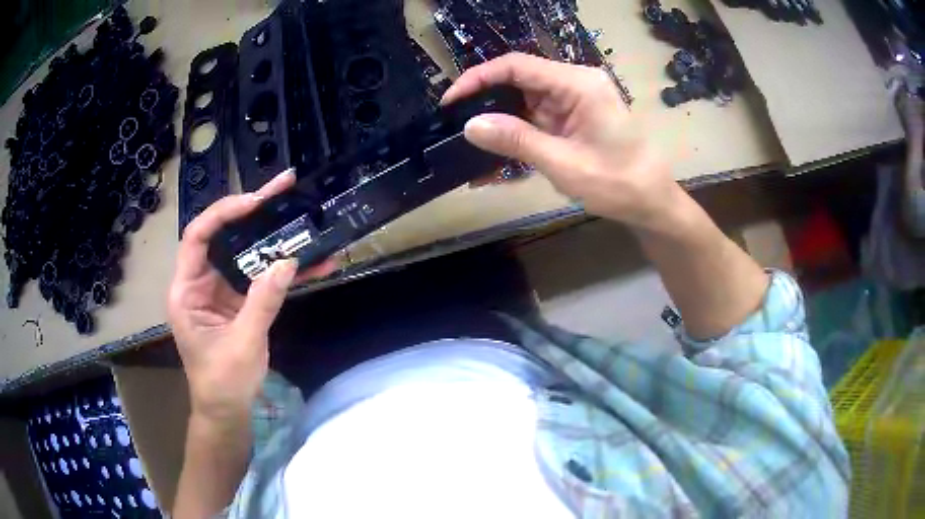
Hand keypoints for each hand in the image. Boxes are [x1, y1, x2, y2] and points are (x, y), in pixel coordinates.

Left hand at [167, 170, 335, 425]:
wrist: (227, 411)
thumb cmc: (222, 383)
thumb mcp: (242, 344)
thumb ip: (262, 303)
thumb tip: (287, 262)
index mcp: (187, 290)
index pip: (198, 236)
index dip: (224, 213)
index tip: (256, 203)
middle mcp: (201, 282)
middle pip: (224, 235)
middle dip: (254, 212)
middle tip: (285, 188)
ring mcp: (222, 290)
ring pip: (246, 253)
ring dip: (274, 237)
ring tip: (302, 213)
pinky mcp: (240, 300)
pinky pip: (262, 277)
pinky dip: (284, 271)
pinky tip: (313, 263)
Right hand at [443, 53, 679, 228]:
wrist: (651, 202)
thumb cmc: (617, 183)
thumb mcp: (563, 163)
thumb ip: (516, 140)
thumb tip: (470, 125)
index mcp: (577, 84)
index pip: (517, 66)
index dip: (479, 78)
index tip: (451, 101)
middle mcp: (574, 84)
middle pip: (518, 80)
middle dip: (485, 101)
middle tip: (454, 125)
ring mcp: (573, 101)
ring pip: (523, 101)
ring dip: (498, 122)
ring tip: (468, 144)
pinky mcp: (572, 118)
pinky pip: (535, 119)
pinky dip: (515, 136)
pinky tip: (494, 157)